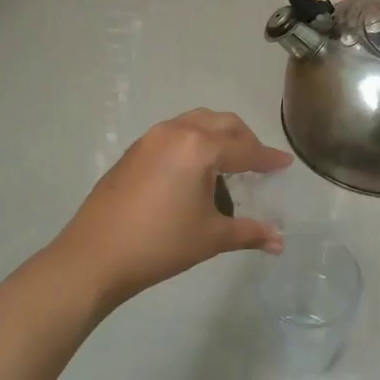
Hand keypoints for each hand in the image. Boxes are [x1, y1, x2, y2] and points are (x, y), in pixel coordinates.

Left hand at [53, 109, 292, 309]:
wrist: (94, 256)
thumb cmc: (160, 245)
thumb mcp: (211, 237)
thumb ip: (249, 233)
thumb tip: (279, 242)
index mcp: (200, 148)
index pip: (245, 150)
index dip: (268, 159)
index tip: (285, 164)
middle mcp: (176, 132)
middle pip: (222, 124)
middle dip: (245, 140)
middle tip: (258, 163)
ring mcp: (150, 139)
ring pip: (195, 123)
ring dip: (217, 137)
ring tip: (227, 164)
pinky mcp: (133, 151)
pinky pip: (174, 134)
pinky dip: (193, 143)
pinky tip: (193, 172)